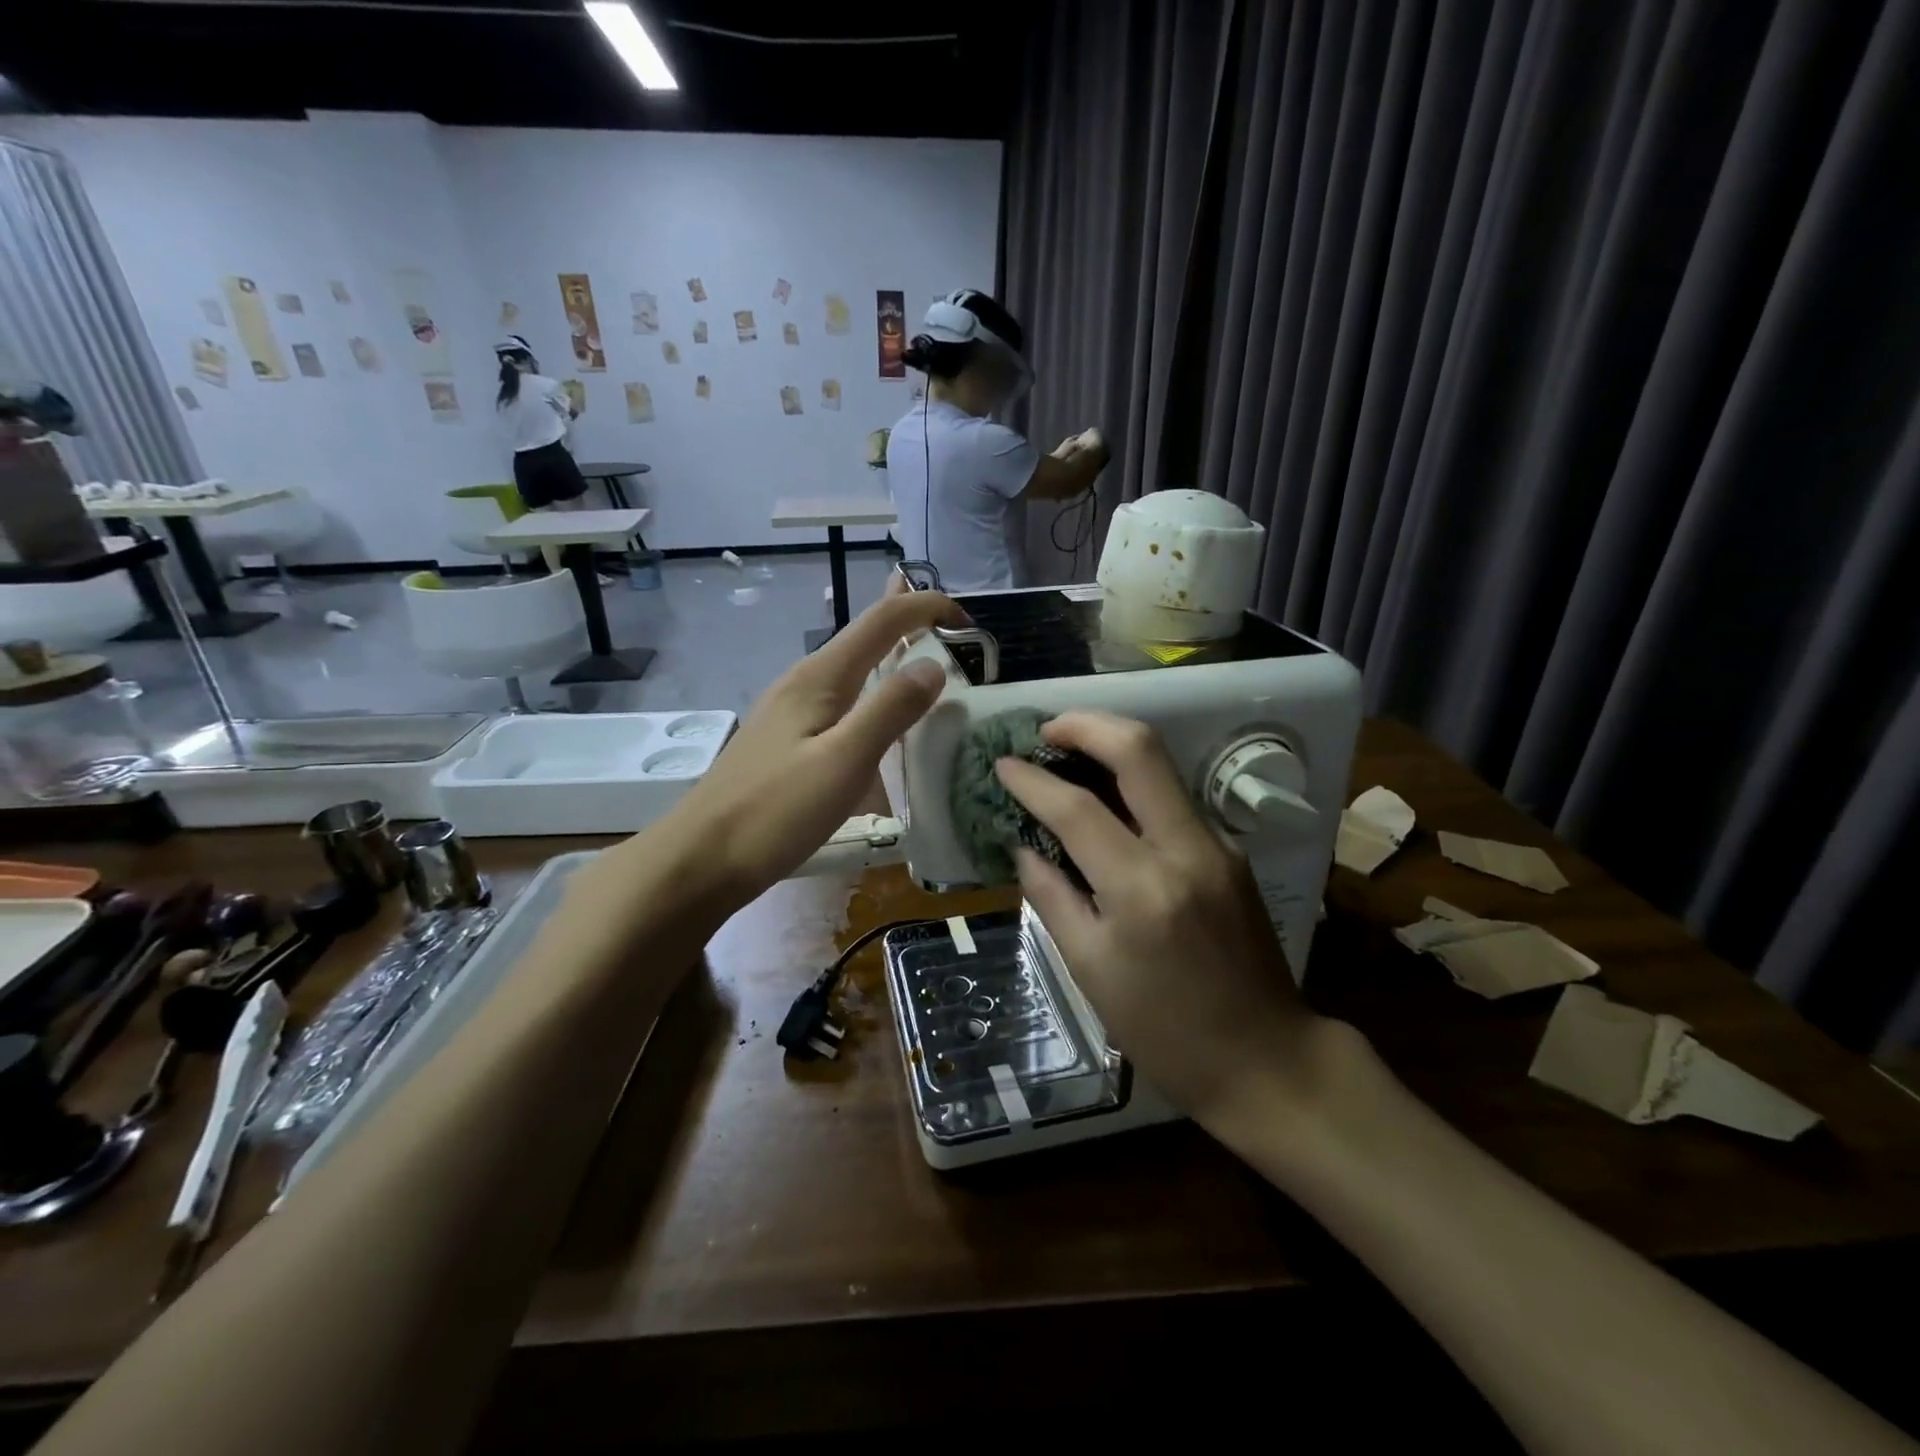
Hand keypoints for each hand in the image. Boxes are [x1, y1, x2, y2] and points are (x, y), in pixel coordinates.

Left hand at [663, 588, 964, 905]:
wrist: (701, 860)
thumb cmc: (774, 812)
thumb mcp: (843, 761)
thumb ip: (890, 711)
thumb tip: (934, 665)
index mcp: (820, 677)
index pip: (882, 621)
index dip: (927, 609)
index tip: (970, 625)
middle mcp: (804, 683)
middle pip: (863, 637)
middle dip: (907, 623)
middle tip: (952, 629)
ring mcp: (791, 712)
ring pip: (851, 671)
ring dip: (889, 657)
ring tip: (923, 662)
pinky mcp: (787, 742)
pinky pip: (840, 702)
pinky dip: (871, 694)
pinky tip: (876, 720)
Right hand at [995, 712, 1329, 1126]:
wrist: (1268, 1060)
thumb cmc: (1165, 1031)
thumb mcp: (1090, 970)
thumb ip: (1052, 897)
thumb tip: (1024, 847)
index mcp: (1143, 889)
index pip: (1077, 808)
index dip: (1032, 780)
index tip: (1002, 764)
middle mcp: (1187, 850)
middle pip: (1139, 749)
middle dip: (1085, 724)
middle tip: (1045, 730)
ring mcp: (1218, 845)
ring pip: (1162, 765)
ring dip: (1111, 746)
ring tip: (1066, 755)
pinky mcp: (1231, 852)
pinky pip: (1174, 798)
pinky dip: (1134, 783)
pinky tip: (1107, 801)